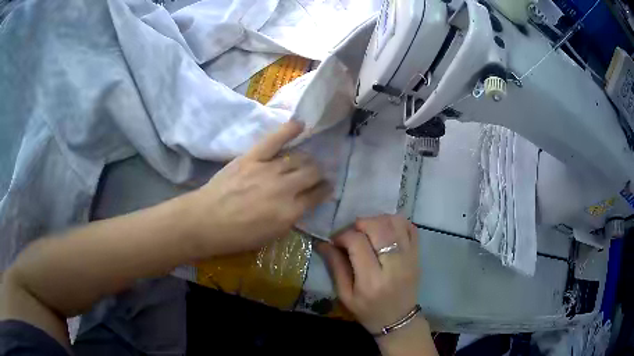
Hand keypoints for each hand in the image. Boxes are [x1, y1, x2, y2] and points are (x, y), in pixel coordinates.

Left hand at [184, 120, 331, 256]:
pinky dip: (288, 130)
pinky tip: (300, 124)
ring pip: (298, 157)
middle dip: (319, 173)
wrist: (206, 221)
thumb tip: (301, 203)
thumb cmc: (237, 236)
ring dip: (307, 159)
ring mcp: (268, 169)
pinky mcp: (252, 157)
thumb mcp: (271, 236)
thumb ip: (290, 218)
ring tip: (307, 160)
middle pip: (312, 172)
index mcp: (290, 212)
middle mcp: (285, 188)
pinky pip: (274, 140)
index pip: (317, 195)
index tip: (327, 187)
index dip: (325, 190)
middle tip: (316, 174)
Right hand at [317, 215, 437, 355]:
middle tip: (353, 232)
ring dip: (378, 220)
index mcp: (371, 280)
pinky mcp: (418, 255)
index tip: (336, 241)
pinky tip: (386, 230)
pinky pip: (411, 228)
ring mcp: (410, 258)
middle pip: (379, 227)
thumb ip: (335, 267)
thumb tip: (323, 243)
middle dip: (361, 223)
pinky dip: (397, 222)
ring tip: (368, 230)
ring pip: (396, 223)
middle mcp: (393, 266)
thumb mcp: (345, 295)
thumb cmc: (368, 311)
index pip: (357, 242)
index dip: (343, 235)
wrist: (398, 320)